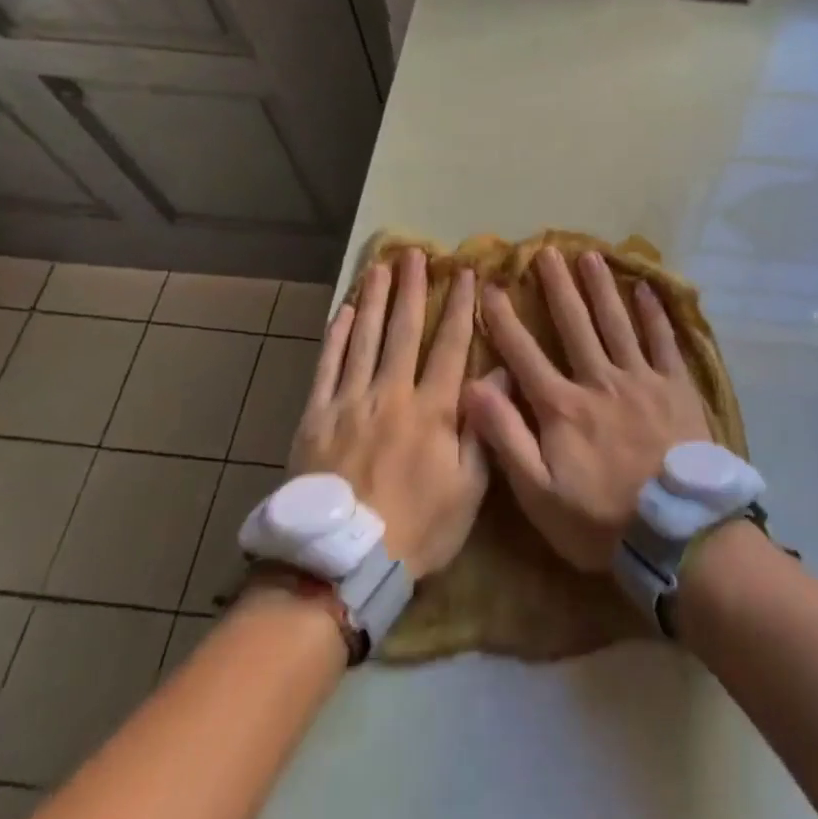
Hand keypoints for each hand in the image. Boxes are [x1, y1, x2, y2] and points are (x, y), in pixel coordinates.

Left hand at [290, 249, 485, 579]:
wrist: (341, 564)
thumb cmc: (417, 528)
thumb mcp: (469, 489)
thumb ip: (485, 427)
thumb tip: (502, 374)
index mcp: (432, 409)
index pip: (450, 345)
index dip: (459, 306)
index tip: (465, 273)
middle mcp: (391, 393)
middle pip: (403, 330)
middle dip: (412, 289)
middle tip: (415, 254)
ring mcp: (349, 401)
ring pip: (363, 338)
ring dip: (373, 299)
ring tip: (379, 268)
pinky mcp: (316, 416)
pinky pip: (326, 365)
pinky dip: (335, 336)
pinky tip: (342, 312)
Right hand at [466, 247, 711, 571]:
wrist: (677, 532)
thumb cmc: (601, 519)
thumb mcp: (539, 493)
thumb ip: (506, 438)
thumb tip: (472, 387)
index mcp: (563, 407)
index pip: (525, 354)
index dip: (504, 320)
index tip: (491, 287)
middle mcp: (600, 381)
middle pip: (575, 324)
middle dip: (557, 287)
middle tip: (546, 251)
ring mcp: (641, 379)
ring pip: (616, 322)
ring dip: (601, 287)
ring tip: (589, 255)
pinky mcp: (676, 386)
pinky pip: (663, 340)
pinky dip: (654, 313)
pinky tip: (645, 288)